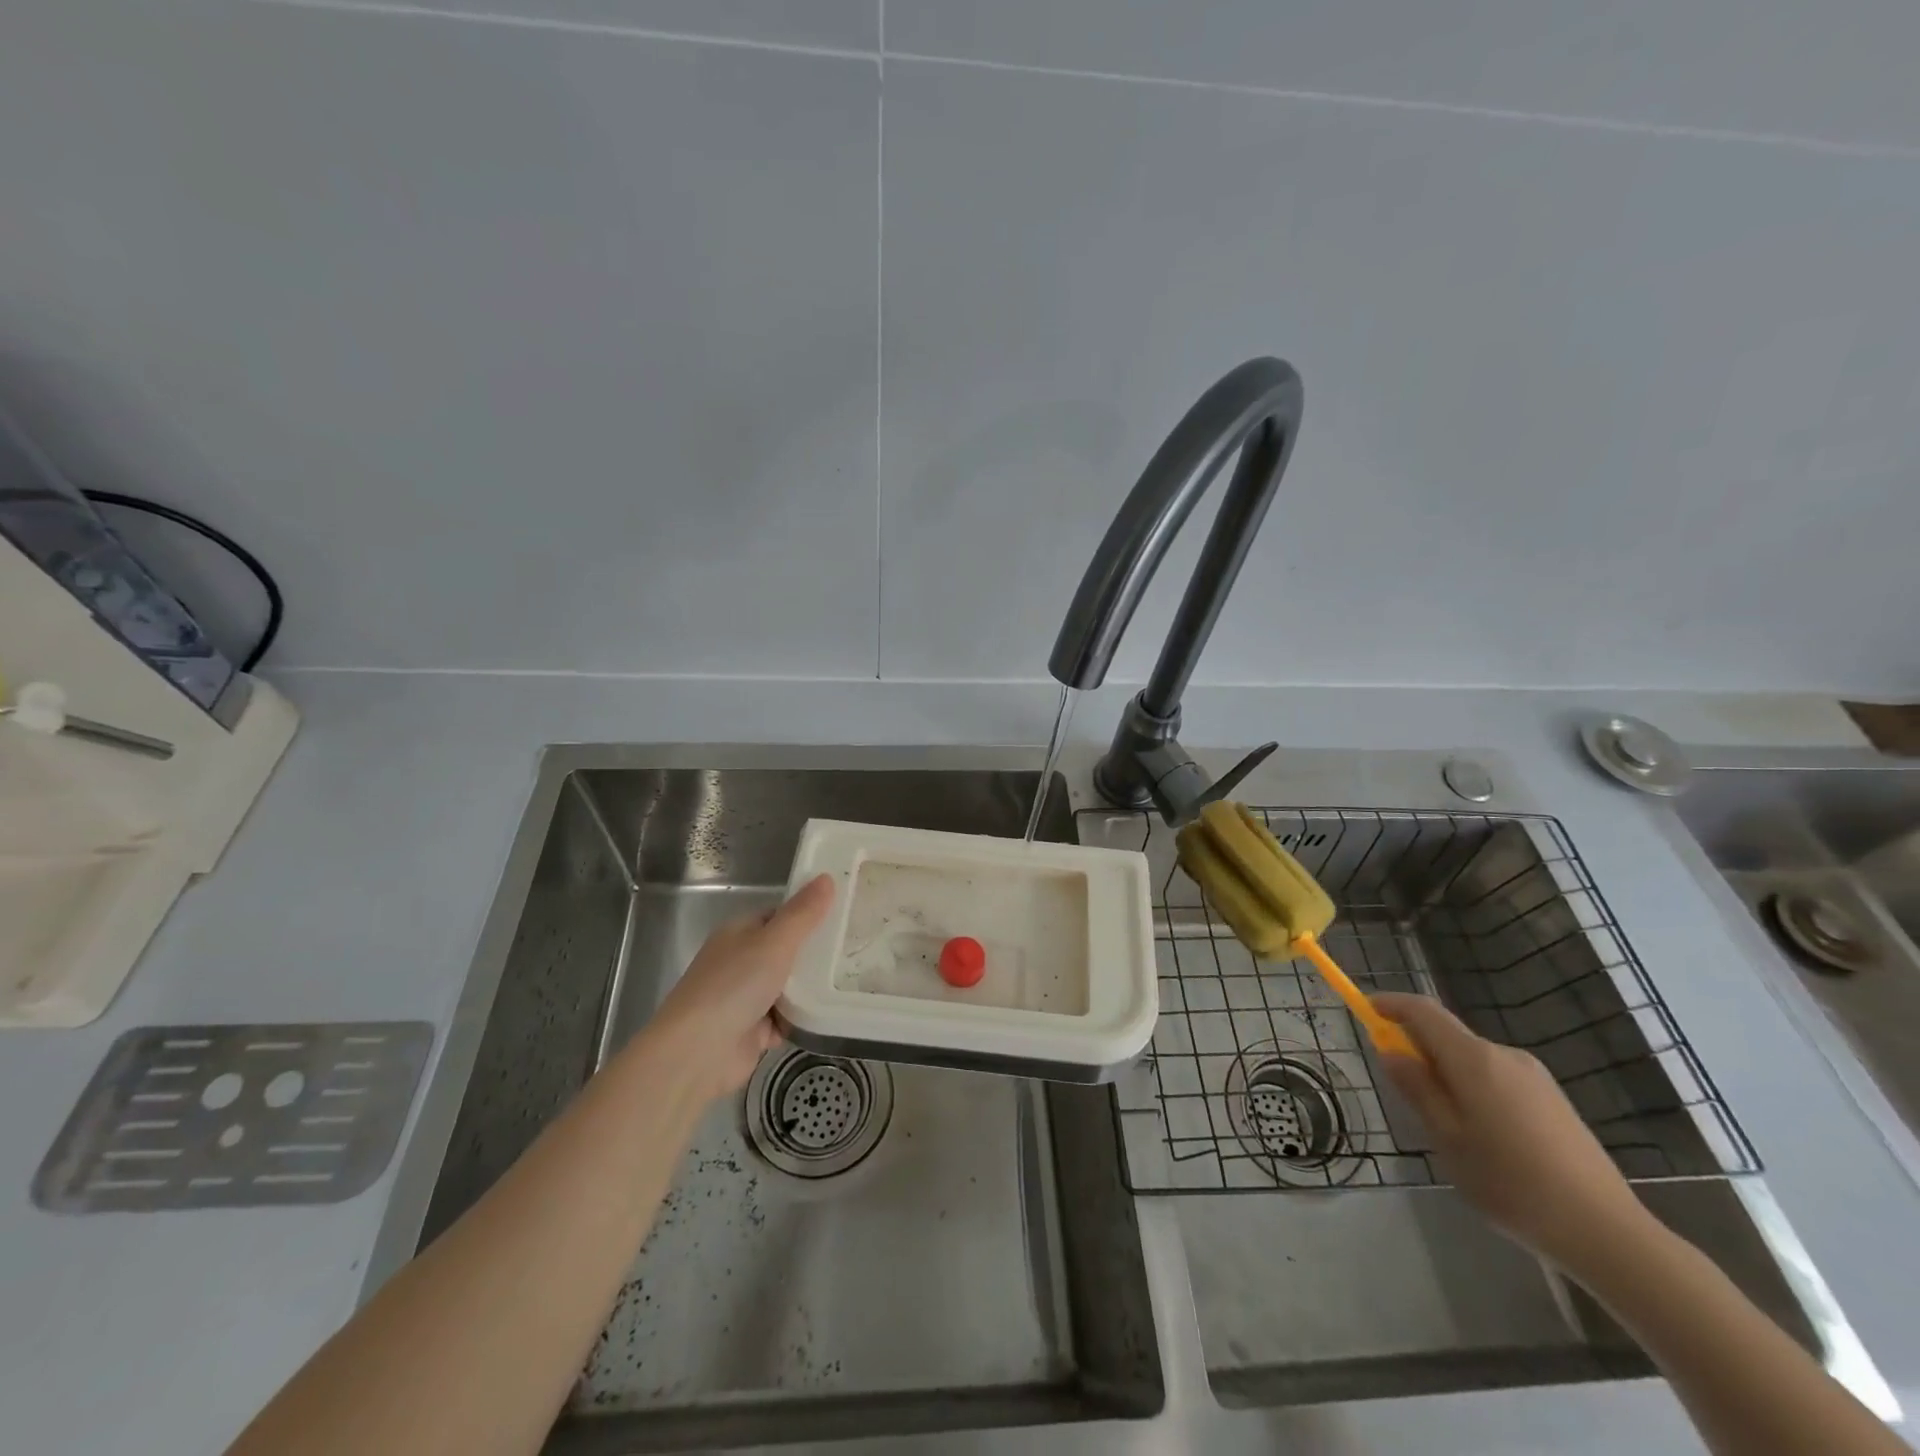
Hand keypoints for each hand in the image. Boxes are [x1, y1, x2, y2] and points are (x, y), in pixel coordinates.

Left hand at [644, 875, 834, 1105]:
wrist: (697, 1053)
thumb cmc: (734, 986)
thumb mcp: (775, 942)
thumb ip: (803, 913)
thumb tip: (827, 877)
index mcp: (740, 933)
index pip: (780, 914)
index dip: (809, 912)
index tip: (844, 914)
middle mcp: (741, 961)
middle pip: (786, 951)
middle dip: (816, 953)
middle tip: (857, 947)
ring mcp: (746, 998)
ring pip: (789, 986)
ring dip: (812, 988)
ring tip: (854, 978)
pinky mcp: (753, 1031)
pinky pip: (787, 1018)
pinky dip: (804, 1018)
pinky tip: (834, 1013)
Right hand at [1374, 991, 1653, 1272]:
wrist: (1607, 1233)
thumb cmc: (1512, 1184)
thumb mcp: (1448, 1140)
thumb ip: (1417, 1089)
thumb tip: (1390, 1050)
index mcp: (1475, 1060)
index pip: (1423, 1011)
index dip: (1391, 1004)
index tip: (1365, 1009)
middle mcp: (1505, 1055)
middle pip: (1448, 1036)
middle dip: (1418, 1049)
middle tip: (1403, 1091)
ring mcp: (1535, 1078)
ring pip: (1473, 1061)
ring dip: (1448, 1076)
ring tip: (1448, 1130)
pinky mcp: (1554, 1101)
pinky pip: (1498, 1080)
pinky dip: (1475, 1091)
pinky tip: (1486, 1141)